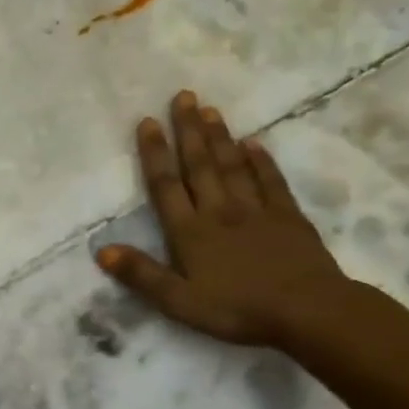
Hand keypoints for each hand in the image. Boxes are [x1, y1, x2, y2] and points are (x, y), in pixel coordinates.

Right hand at [97, 91, 347, 346]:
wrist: (307, 311)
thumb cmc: (237, 310)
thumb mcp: (179, 301)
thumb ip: (141, 275)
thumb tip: (101, 250)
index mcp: (190, 232)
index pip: (166, 185)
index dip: (155, 153)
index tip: (148, 121)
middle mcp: (219, 211)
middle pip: (199, 165)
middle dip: (188, 130)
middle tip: (183, 96)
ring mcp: (256, 210)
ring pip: (232, 166)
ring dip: (219, 137)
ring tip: (210, 109)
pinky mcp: (288, 217)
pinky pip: (270, 181)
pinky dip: (260, 160)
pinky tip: (254, 143)